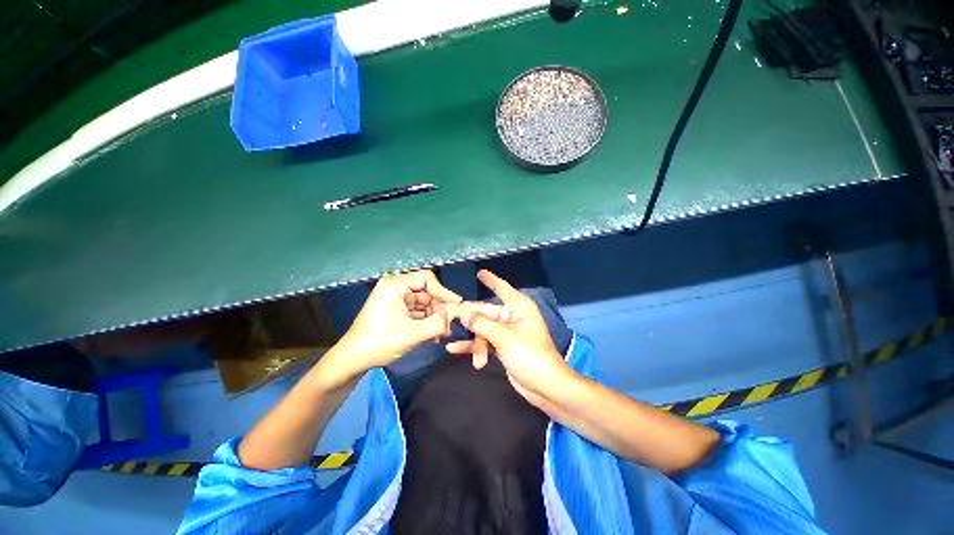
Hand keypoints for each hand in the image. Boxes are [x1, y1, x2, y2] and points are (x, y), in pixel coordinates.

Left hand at [333, 270, 461, 380]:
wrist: (353, 360)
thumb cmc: (379, 342)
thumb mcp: (412, 334)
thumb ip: (438, 323)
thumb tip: (455, 315)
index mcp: (395, 285)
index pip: (427, 279)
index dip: (444, 291)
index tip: (457, 304)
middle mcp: (396, 288)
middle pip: (427, 292)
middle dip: (439, 309)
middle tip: (451, 323)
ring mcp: (397, 299)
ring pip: (425, 304)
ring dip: (435, 318)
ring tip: (443, 333)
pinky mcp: (398, 311)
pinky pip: (418, 312)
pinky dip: (427, 322)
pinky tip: (434, 335)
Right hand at [447, 270, 580, 411]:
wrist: (545, 387)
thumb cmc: (530, 355)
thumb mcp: (504, 338)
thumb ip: (481, 324)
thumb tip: (462, 313)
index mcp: (518, 306)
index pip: (502, 288)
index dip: (490, 280)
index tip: (479, 272)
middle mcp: (511, 316)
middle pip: (484, 312)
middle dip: (468, 319)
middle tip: (446, 316)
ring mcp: (506, 332)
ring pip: (482, 330)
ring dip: (474, 342)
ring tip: (458, 348)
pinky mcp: (502, 347)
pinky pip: (484, 342)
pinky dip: (473, 347)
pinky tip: (454, 350)